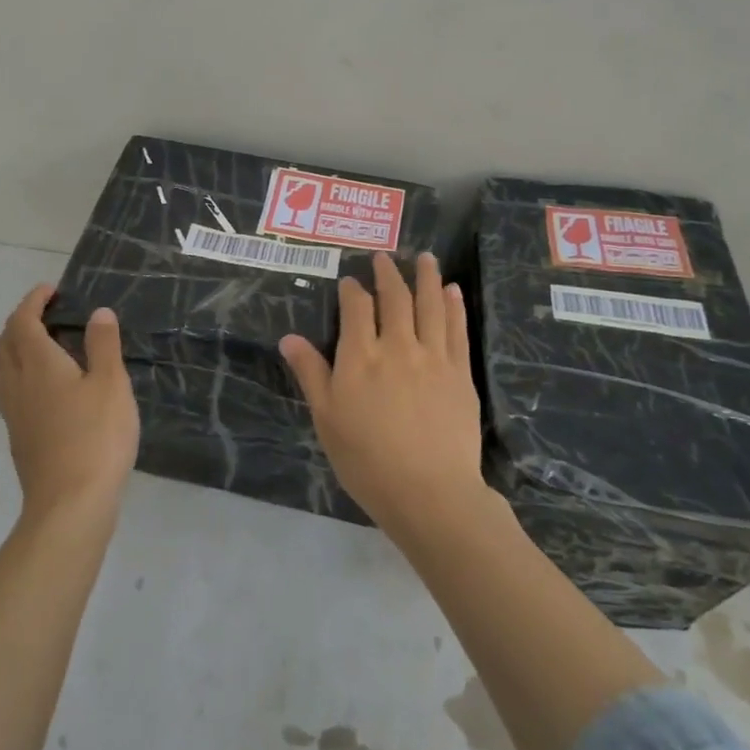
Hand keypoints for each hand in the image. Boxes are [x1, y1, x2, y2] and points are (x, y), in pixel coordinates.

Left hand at [0, 285, 140, 518]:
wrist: (69, 504)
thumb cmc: (96, 437)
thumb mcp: (111, 384)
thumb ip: (104, 345)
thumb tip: (98, 312)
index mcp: (39, 365)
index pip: (23, 322)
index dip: (32, 302)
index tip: (51, 290)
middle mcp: (18, 385)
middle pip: (4, 344)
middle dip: (19, 322)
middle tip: (47, 314)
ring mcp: (14, 414)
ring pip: (2, 370)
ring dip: (16, 348)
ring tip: (45, 345)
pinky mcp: (19, 438)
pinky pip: (10, 392)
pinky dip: (22, 374)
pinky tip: (48, 387)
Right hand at [280, 252, 485, 537]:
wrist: (429, 492)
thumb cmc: (368, 461)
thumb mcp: (327, 420)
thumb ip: (311, 374)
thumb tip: (288, 338)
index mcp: (361, 357)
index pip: (356, 309)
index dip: (352, 290)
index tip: (350, 281)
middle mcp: (398, 346)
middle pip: (394, 298)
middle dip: (388, 274)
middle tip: (384, 257)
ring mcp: (433, 356)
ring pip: (430, 304)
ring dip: (426, 277)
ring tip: (425, 257)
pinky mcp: (460, 371)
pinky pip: (457, 328)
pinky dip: (453, 305)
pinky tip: (452, 290)